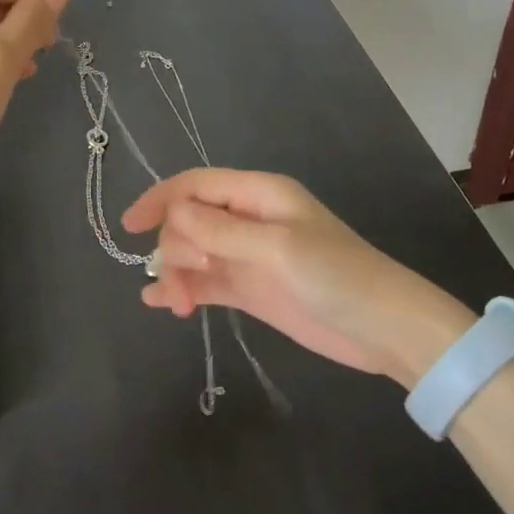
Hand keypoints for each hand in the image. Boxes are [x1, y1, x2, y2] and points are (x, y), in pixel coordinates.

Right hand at [122, 169, 475, 386]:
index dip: (160, 199)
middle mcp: (248, 219)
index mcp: (258, 194)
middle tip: (190, 277)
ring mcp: (247, 255)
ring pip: (192, 253)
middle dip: (175, 246)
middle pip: (189, 221)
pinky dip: (183, 289)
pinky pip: (205, 282)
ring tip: (178, 304)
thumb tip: (172, 216)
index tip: (130, 226)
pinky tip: (163, 304)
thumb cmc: (335, 275)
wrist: (384, 328)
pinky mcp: (250, 288)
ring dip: (175, 273)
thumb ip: (221, 232)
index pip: (196, 185)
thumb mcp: (277, 248)